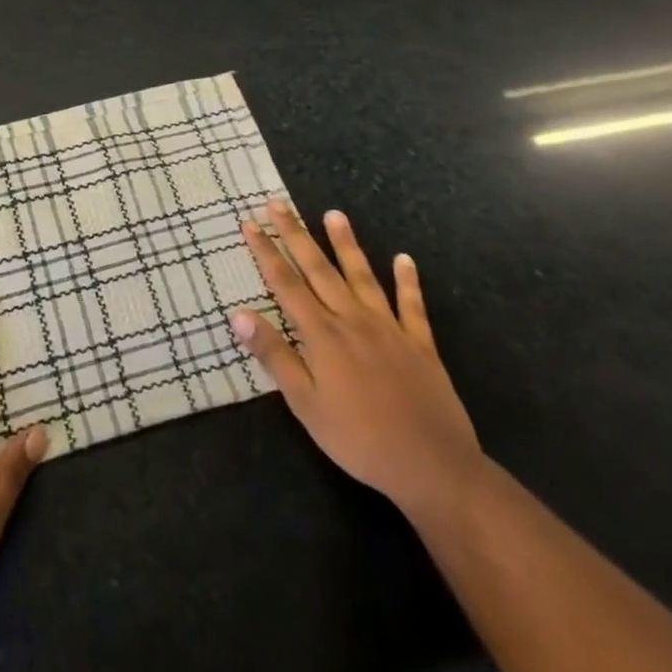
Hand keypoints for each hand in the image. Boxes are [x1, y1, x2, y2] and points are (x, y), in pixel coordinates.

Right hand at [232, 197, 481, 516]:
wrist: (433, 468)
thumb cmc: (359, 440)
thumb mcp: (306, 404)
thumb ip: (274, 355)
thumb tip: (238, 314)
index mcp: (322, 335)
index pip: (285, 284)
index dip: (266, 252)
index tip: (250, 223)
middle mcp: (352, 320)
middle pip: (318, 269)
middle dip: (296, 235)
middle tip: (278, 203)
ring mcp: (389, 328)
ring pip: (362, 276)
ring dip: (346, 244)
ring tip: (334, 214)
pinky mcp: (420, 344)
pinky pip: (412, 306)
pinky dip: (407, 281)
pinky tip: (405, 259)